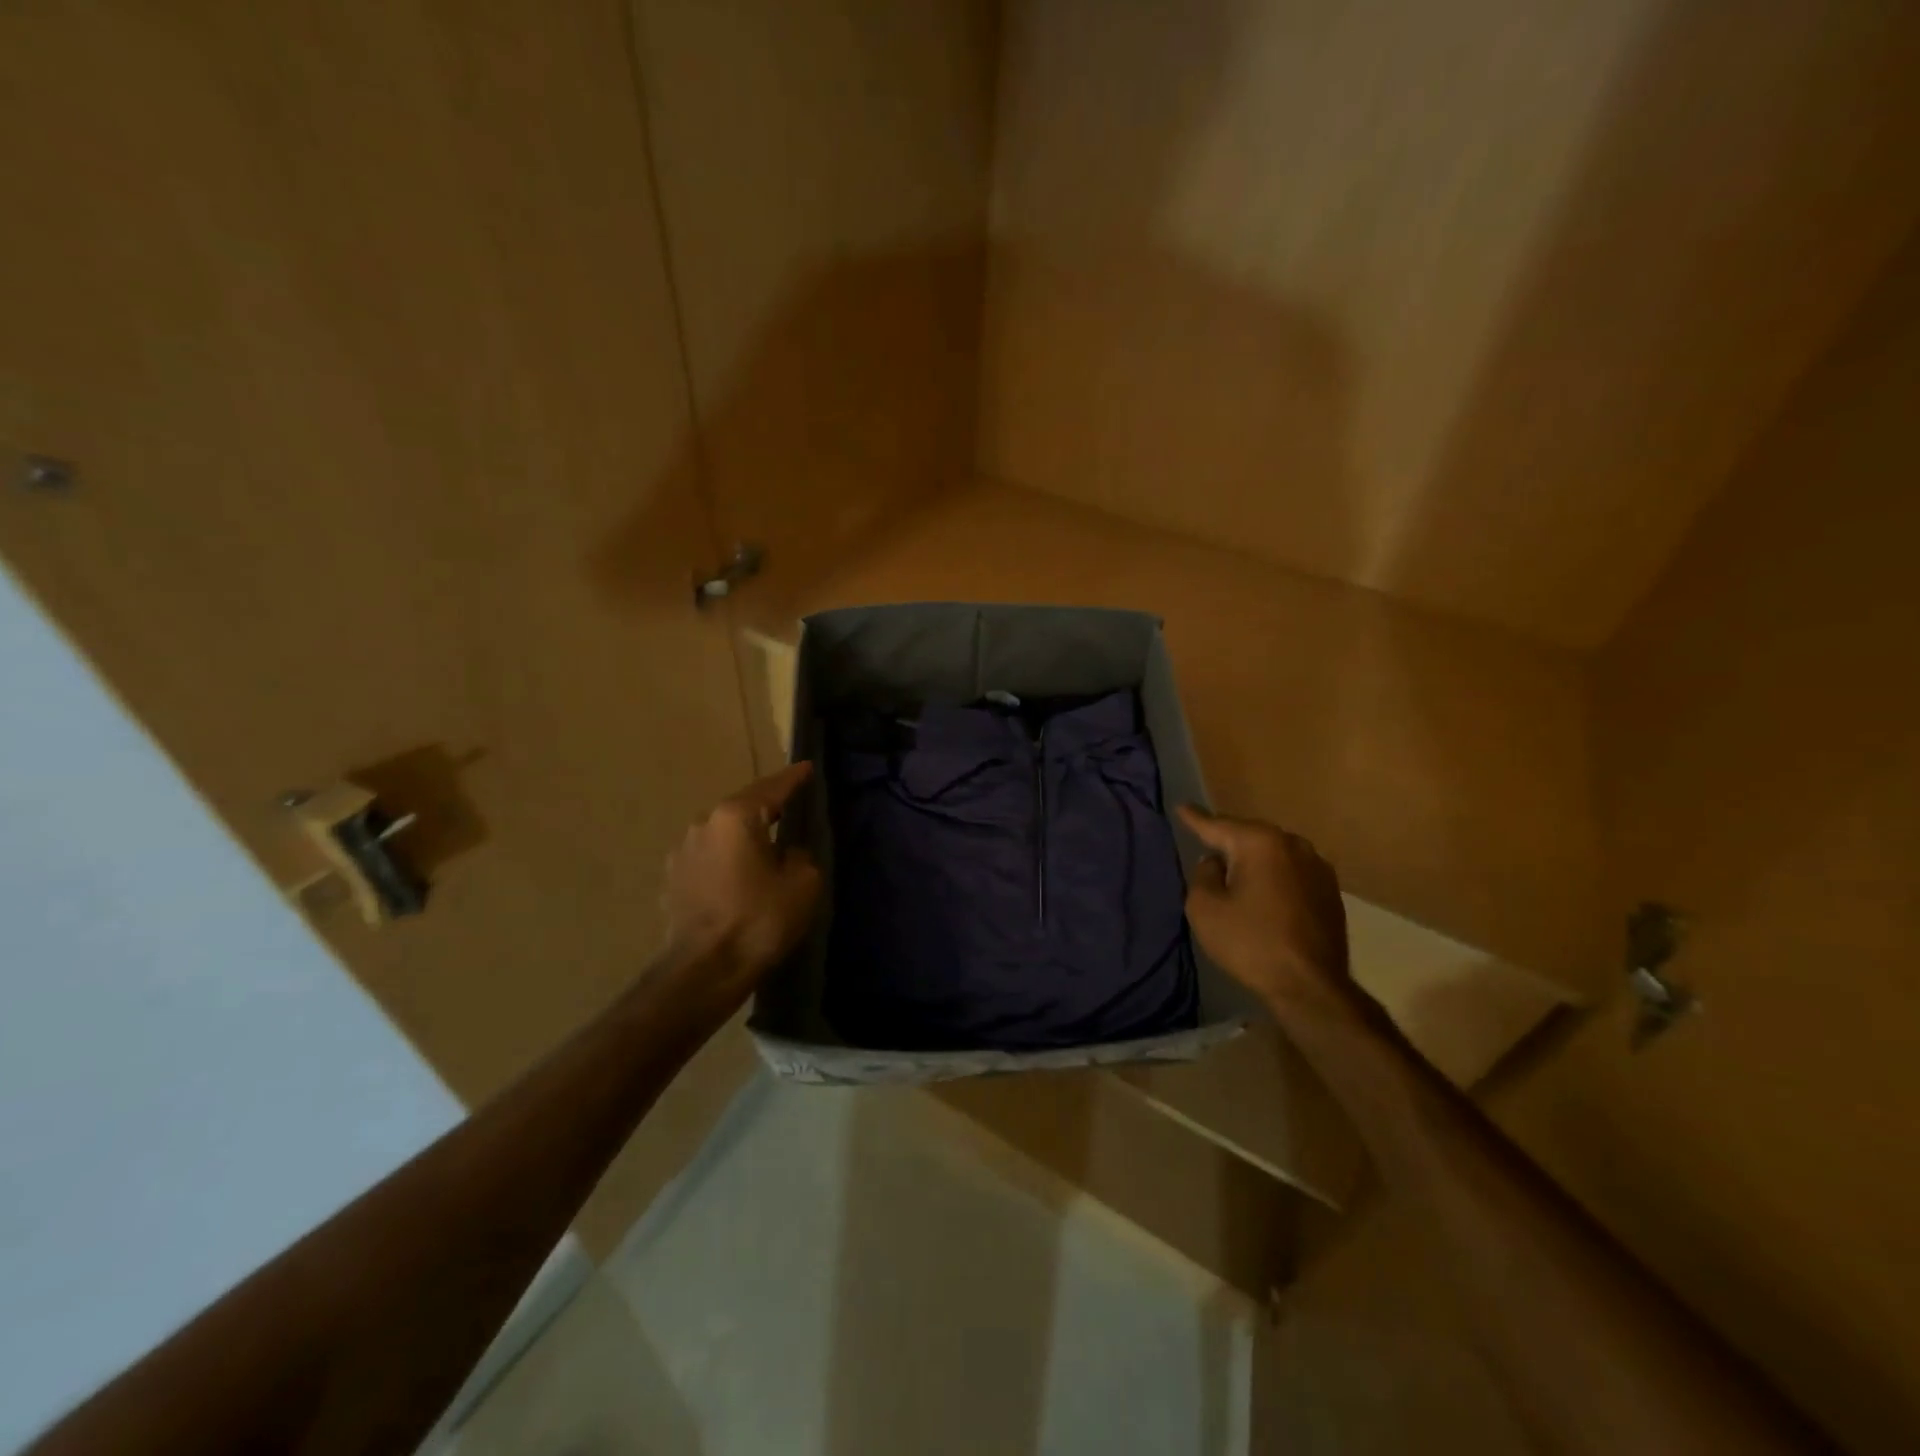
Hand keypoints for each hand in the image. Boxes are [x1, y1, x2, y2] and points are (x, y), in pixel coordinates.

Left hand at [662, 762, 822, 1007]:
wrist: (705, 969)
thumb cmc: (760, 919)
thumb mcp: (803, 883)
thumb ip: (800, 855)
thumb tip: (786, 853)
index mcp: (736, 816)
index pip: (773, 787)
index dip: (794, 777)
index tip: (808, 767)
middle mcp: (703, 824)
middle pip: (743, 808)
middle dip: (767, 808)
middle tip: (792, 808)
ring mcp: (682, 851)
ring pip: (723, 834)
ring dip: (744, 838)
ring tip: (766, 848)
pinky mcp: (673, 879)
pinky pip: (709, 858)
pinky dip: (727, 861)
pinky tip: (740, 877)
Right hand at [1178, 805, 1350, 1015]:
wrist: (1310, 986)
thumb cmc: (1250, 943)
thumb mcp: (1204, 908)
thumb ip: (1203, 875)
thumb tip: (1215, 863)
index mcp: (1260, 842)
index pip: (1217, 825)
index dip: (1195, 818)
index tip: (1182, 806)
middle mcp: (1293, 844)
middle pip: (1249, 836)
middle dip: (1228, 841)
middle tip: (1206, 847)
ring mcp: (1317, 866)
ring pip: (1273, 854)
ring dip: (1254, 861)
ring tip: (1237, 874)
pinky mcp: (1330, 891)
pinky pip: (1291, 872)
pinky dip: (1275, 878)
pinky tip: (1265, 895)